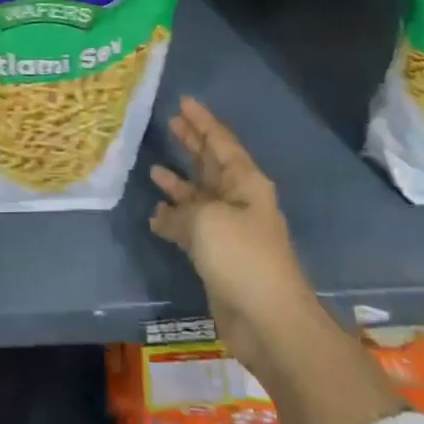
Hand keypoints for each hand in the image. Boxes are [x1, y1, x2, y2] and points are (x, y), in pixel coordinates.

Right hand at [149, 96, 318, 379]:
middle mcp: (238, 200)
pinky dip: (174, 220)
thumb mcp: (207, 220)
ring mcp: (228, 230)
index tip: (184, 101)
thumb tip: (162, 214)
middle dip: (192, 144)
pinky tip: (155, 214)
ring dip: (179, 182)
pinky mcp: (218, 258)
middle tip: (170, 122)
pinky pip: (191, 228)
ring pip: (199, 196)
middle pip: (211, 164)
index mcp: (245, 183)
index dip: (202, 122)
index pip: (221, 142)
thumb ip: (181, 210)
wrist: (268, 322)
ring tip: (154, 166)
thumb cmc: (242, 257)